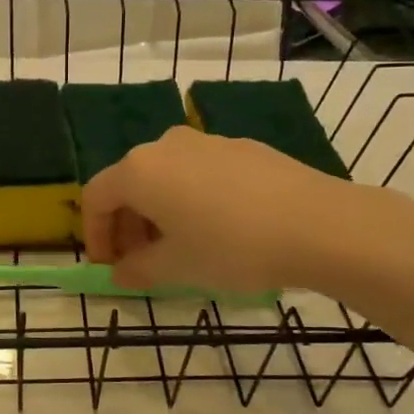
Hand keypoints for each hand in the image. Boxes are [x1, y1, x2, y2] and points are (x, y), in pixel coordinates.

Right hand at [82, 127, 374, 294]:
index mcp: (139, 170)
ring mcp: (207, 141)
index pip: (96, 197)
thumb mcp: (177, 267)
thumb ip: (138, 269)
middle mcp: (166, 146)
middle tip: (141, 263)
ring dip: (159, 212)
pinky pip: (199, 173)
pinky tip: (218, 229)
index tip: (108, 267)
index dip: (94, 235)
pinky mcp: (242, 148)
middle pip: (129, 184)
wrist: (318, 224)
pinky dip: (191, 199)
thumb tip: (121, 272)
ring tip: (179, 248)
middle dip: (127, 226)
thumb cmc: (231, 247)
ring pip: (166, 177)